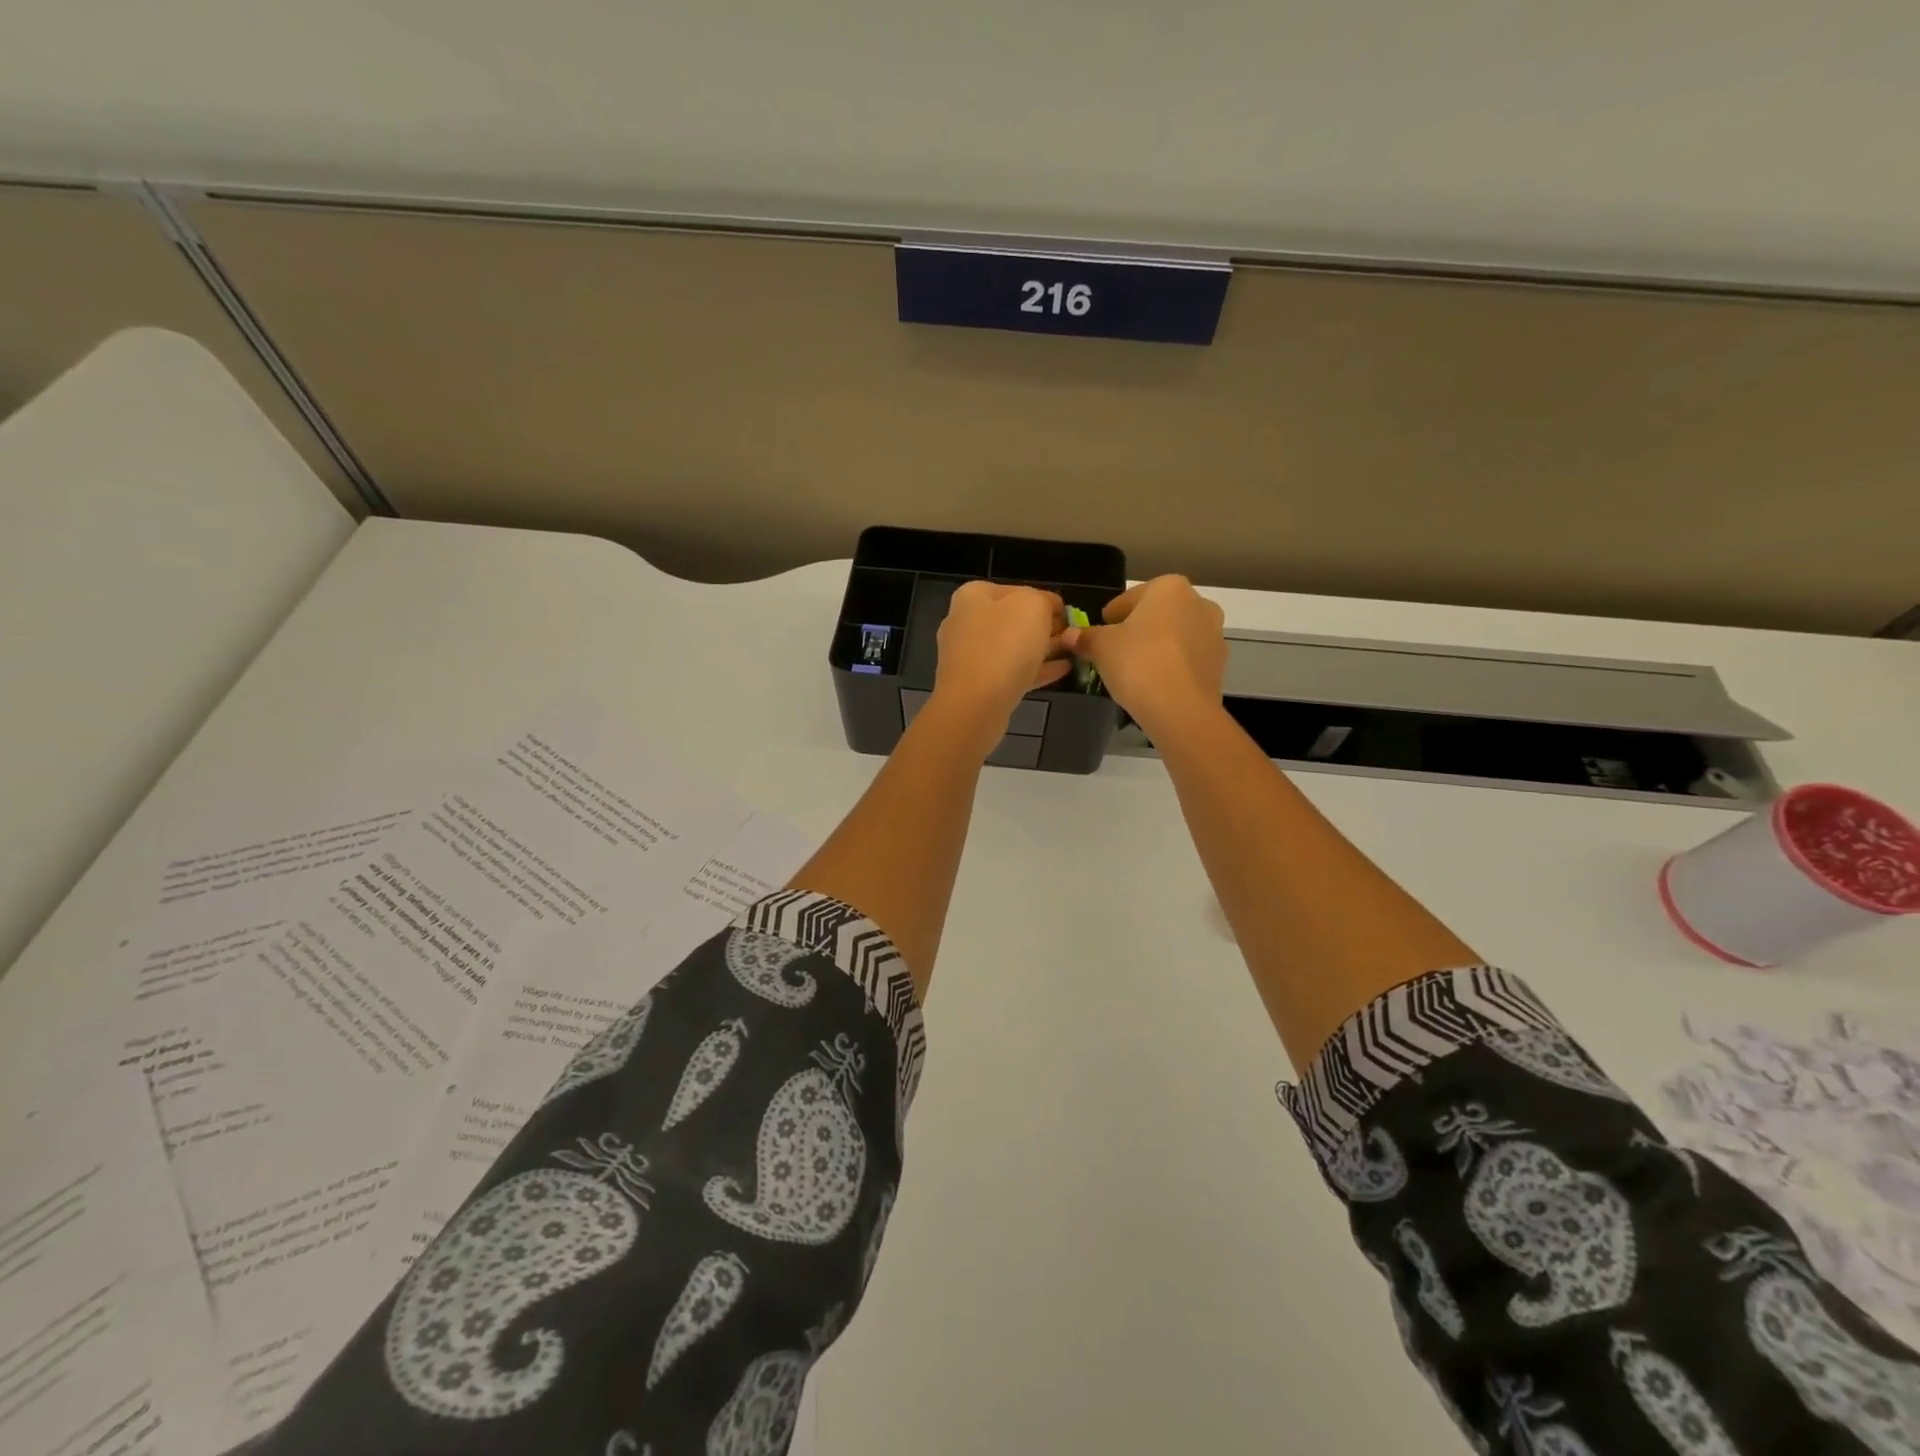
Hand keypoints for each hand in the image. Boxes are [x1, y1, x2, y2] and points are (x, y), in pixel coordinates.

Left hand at [929, 582, 1071, 745]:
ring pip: (1013, 648)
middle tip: (1072, 635)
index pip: (1016, 590)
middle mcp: (965, 623)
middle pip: (1012, 620)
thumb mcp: (1033, 606)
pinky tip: (1063, 671)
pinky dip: (1036, 670)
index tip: (1068, 614)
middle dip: (1044, 627)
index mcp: (973, 596)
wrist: (975, 704)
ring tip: (1073, 652)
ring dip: (1043, 649)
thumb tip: (1049, 609)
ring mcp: (969, 657)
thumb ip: (1044, 601)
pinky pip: (1011, 672)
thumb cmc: (1004, 644)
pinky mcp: (977, 686)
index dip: (1045, 600)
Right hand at [1064, 575, 1226, 739]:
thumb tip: (1069, 635)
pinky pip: (1187, 658)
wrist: (1180, 709)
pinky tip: (1154, 683)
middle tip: (1115, 652)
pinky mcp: (1219, 664)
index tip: (1099, 633)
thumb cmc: (1137, 663)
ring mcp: (1214, 634)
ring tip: (1135, 670)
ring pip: (1174, 636)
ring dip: (1156, 647)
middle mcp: (1198, 603)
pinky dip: (1171, 665)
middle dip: (1137, 629)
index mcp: (1169, 588)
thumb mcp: (1100, 647)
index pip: (1130, 598)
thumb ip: (1085, 637)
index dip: (1110, 617)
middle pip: (1156, 615)